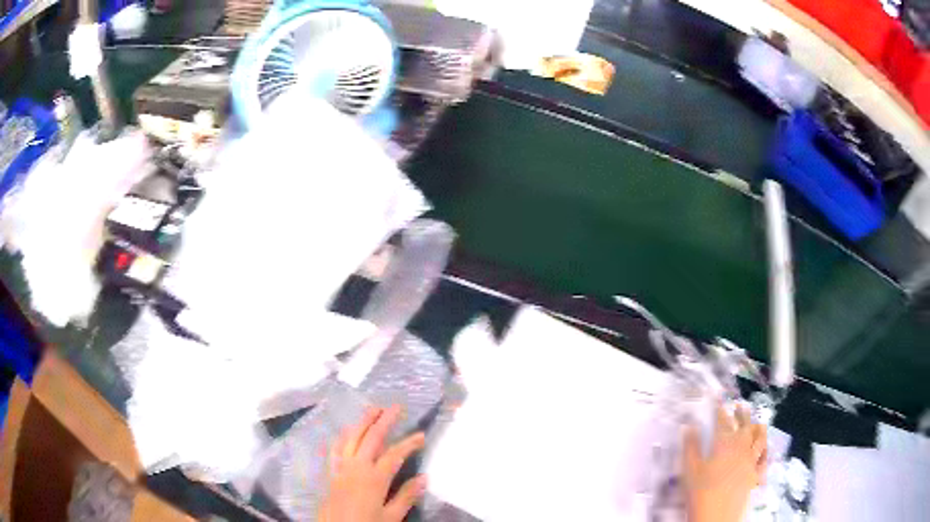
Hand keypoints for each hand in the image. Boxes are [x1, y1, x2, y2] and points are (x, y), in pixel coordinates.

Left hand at [319, 405, 426, 521]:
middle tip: (396, 406)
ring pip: (352, 438)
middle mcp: (357, 467)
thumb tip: (424, 477)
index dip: (409, 443)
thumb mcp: (391, 517)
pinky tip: (347, 431)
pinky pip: (336, 448)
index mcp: (375, 478)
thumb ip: (406, 496)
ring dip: (363, 422)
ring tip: (373, 409)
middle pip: (372, 438)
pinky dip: (343, 436)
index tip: (422, 435)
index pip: (395, 455)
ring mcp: (341, 467)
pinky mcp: (331, 472)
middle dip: (385, 421)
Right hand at [683, 404, 766, 521]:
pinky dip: (765, 452)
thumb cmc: (700, 493)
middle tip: (739, 406)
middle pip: (744, 425)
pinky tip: (764, 450)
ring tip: (757, 423)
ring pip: (759, 439)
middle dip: (742, 414)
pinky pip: (764, 460)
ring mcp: (751, 461)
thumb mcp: (689, 470)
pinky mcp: (755, 475)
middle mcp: (741, 447)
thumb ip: (690, 447)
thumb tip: (688, 426)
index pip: (722, 420)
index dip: (720, 408)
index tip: (717, 398)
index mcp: (725, 444)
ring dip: (758, 428)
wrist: (716, 517)